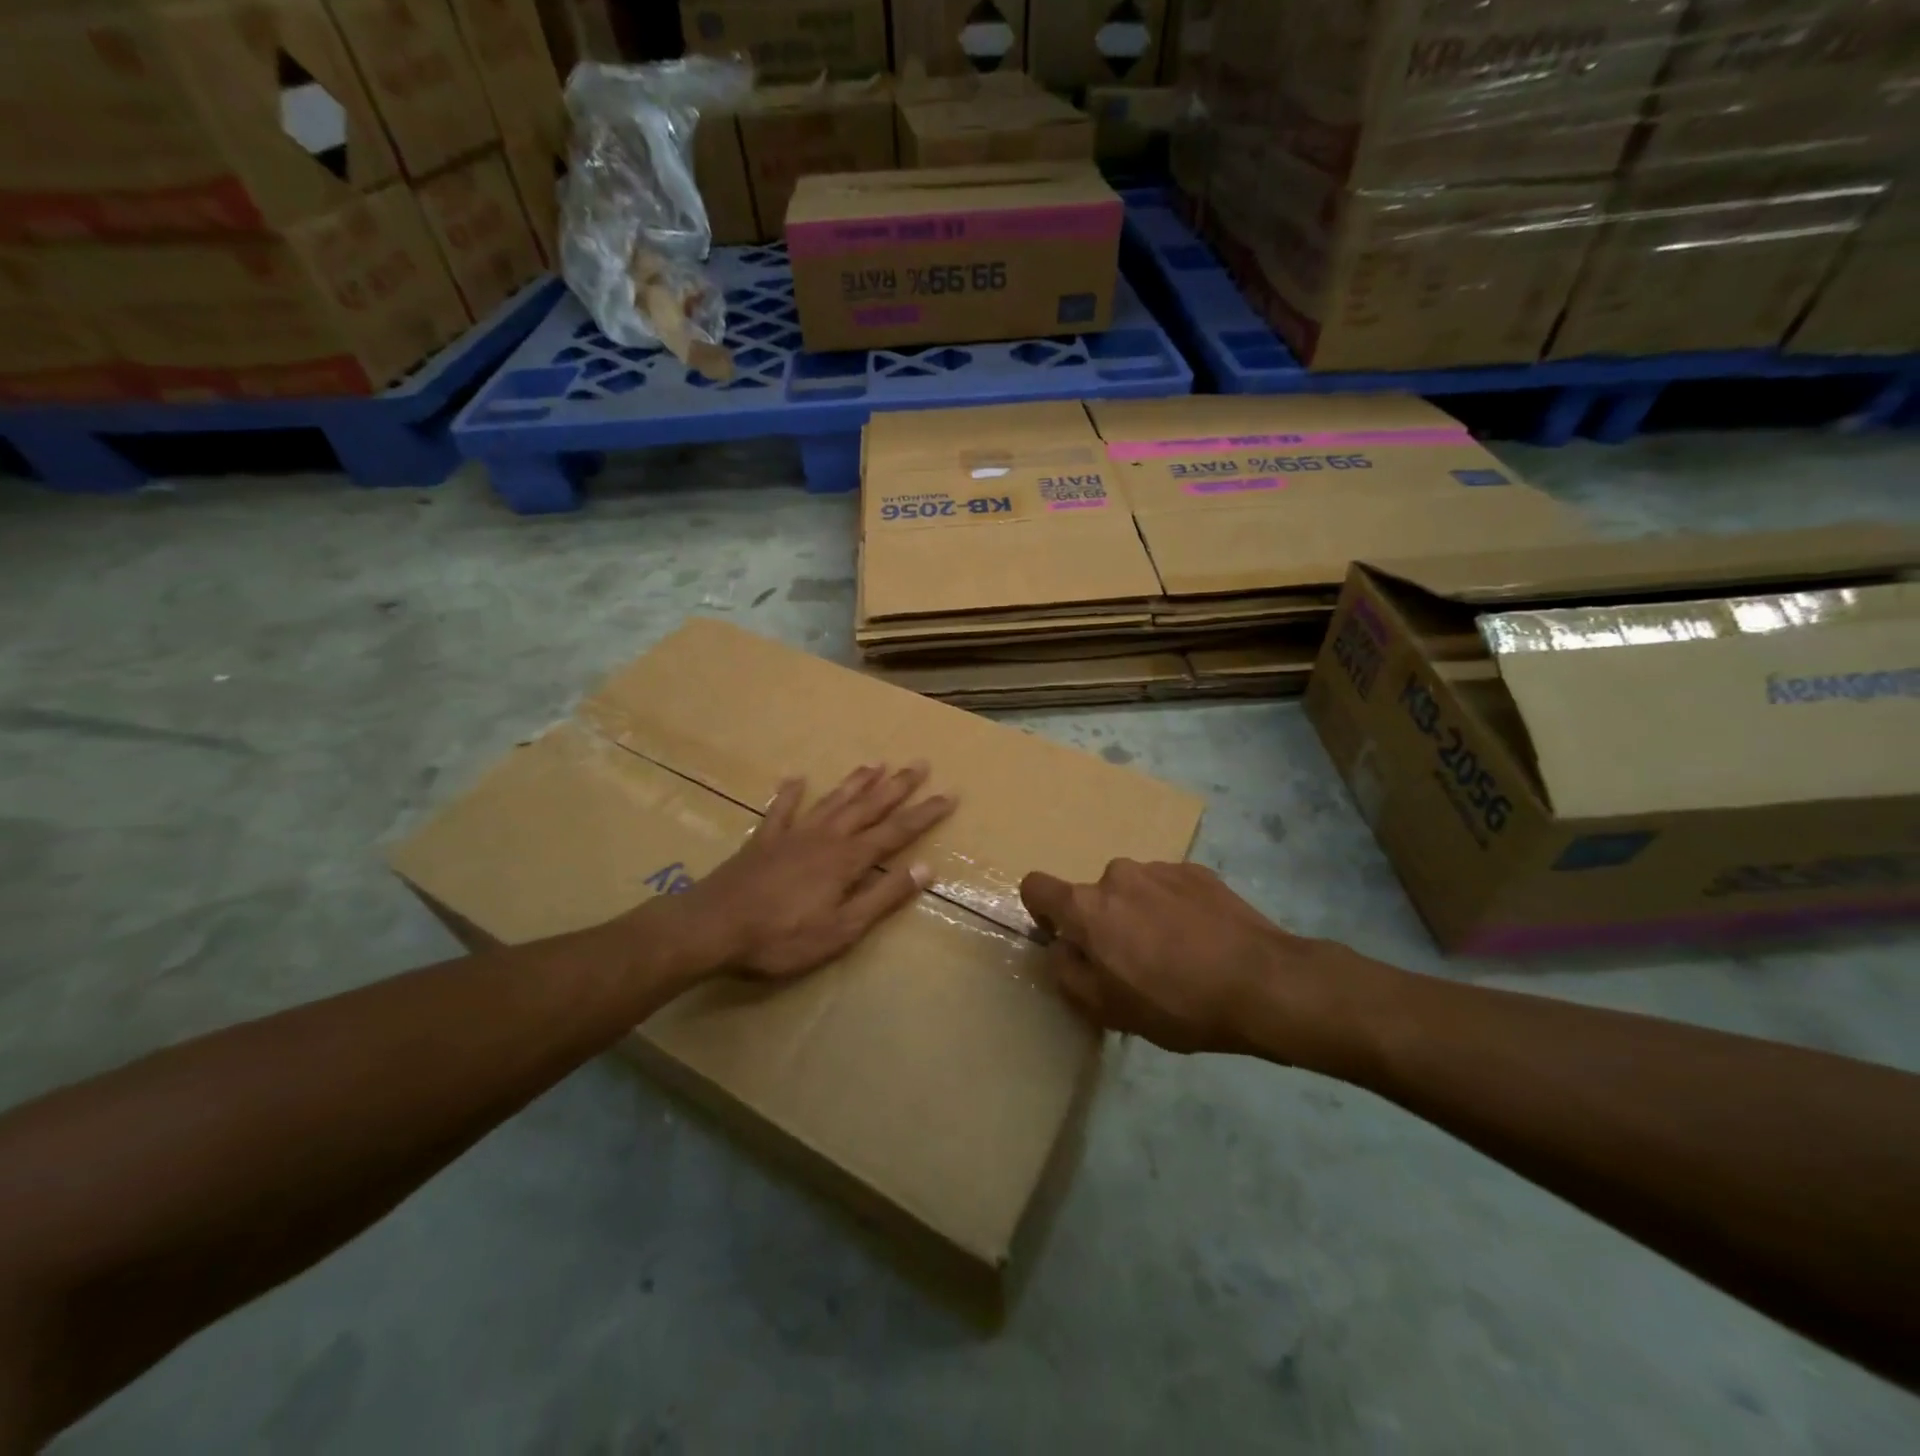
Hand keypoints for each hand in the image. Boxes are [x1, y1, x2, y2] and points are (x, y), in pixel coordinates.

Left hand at [670, 762, 954, 980]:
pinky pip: (781, 810)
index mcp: (847, 860)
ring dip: (855, 782)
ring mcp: (792, 835)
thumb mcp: (842, 929)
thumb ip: (883, 897)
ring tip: (875, 763)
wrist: (713, 926)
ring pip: (832, 801)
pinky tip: (797, 778)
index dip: (924, 814)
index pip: (896, 832)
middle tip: (919, 764)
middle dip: (896, 786)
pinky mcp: (763, 840)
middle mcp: (825, 837)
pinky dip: (790, 794)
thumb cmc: (782, 936)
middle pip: (868, 807)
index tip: (949, 794)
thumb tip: (925, 868)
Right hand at [1019, 860, 1361, 1061]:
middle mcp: (1117, 875)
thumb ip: (1068, 974)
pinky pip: (1169, 888)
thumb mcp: (1108, 1009)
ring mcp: (1160, 868)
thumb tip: (1061, 948)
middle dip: (1105, 924)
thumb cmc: (1176, 1003)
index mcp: (1087, 906)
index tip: (1067, 940)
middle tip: (1136, 965)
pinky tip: (1204, 942)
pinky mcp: (1197, 871)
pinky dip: (1175, 909)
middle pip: (1093, 897)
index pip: (1036, 887)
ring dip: (1141, 916)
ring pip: (1133, 892)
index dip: (1042, 912)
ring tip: (1178, 955)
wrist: (1264, 983)